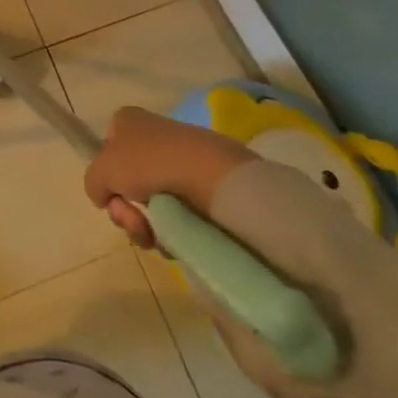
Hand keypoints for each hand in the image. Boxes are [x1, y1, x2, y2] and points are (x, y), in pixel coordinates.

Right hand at [82, 105, 257, 244]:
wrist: (213, 178)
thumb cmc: (150, 163)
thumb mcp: (102, 170)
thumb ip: (93, 183)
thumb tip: (106, 197)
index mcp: (129, 122)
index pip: (107, 147)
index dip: (106, 174)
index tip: (111, 192)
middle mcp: (153, 138)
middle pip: (126, 183)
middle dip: (124, 210)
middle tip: (132, 219)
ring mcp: (179, 164)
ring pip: (149, 205)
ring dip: (143, 226)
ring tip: (154, 235)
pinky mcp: (202, 189)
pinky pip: (175, 216)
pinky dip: (169, 232)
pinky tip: (172, 239)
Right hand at [83, 105, 397, 397]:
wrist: (295, 262)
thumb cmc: (212, 190)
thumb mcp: (145, 156)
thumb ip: (105, 165)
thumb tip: (101, 190)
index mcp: (196, 141)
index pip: (134, 134)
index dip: (115, 153)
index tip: (117, 183)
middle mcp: (203, 172)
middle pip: (139, 173)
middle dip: (124, 192)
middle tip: (133, 217)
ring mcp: (217, 217)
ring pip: (153, 210)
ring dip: (140, 222)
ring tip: (152, 240)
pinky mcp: (228, 260)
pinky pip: (176, 243)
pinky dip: (165, 247)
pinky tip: (171, 256)